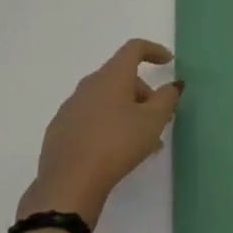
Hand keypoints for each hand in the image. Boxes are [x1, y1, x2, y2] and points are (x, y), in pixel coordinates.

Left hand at [18, 39, 183, 225]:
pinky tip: (113, 151)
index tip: (168, 62)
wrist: (68, 184)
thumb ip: (167, 99)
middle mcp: (89, 84)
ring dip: (126, 112)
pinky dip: (106, 124)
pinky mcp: (59, 129)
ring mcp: (71, 106)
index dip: (154, 50)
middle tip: (158, 118)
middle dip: (143, 92)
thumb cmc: (116, 145)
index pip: (134, 48)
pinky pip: (90, 117)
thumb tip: (173, 84)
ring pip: (106, 99)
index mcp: (112, 76)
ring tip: (140, 141)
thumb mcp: (152, 122)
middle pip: (121, 76)